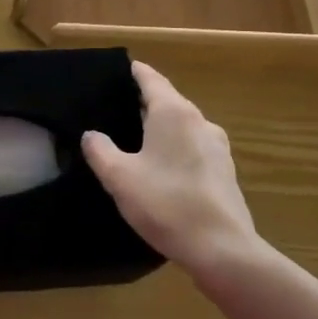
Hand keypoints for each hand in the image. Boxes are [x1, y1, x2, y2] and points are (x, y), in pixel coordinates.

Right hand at [82, 61, 263, 281]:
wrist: (222, 249)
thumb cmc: (166, 203)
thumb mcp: (119, 177)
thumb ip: (100, 151)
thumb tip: (91, 135)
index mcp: (174, 113)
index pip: (151, 79)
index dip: (134, 72)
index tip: (119, 69)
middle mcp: (199, 121)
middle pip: (168, 101)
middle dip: (144, 102)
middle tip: (116, 108)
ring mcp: (217, 147)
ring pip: (183, 126)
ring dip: (161, 128)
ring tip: (136, 139)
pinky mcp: (225, 172)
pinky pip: (194, 148)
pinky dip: (176, 148)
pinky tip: (162, 168)